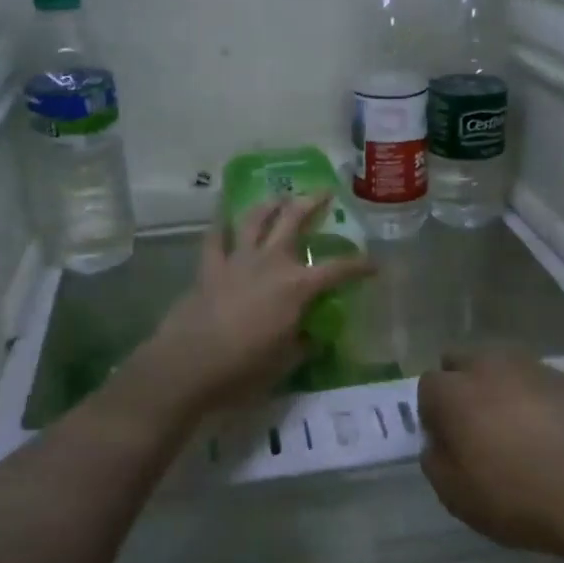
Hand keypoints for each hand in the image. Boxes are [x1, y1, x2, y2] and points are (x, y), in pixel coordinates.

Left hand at [127, 196, 376, 418]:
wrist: (189, 366)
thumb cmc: (244, 369)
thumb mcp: (286, 362)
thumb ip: (304, 344)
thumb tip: (313, 335)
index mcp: (296, 287)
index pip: (337, 270)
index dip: (360, 265)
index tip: (374, 264)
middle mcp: (270, 263)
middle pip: (293, 221)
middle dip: (312, 204)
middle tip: (324, 193)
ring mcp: (236, 261)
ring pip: (255, 219)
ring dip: (270, 204)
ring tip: (280, 196)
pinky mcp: (208, 268)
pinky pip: (215, 237)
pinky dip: (221, 223)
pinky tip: (224, 215)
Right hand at [418, 349, 563, 559]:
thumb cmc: (519, 499)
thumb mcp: (456, 496)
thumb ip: (434, 461)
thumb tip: (438, 442)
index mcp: (455, 392)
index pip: (428, 386)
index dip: (432, 414)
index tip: (447, 442)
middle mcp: (488, 366)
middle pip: (460, 360)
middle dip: (459, 384)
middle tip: (474, 424)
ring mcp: (531, 367)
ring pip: (498, 363)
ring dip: (496, 385)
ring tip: (513, 424)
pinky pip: (535, 378)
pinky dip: (531, 395)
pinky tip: (547, 429)